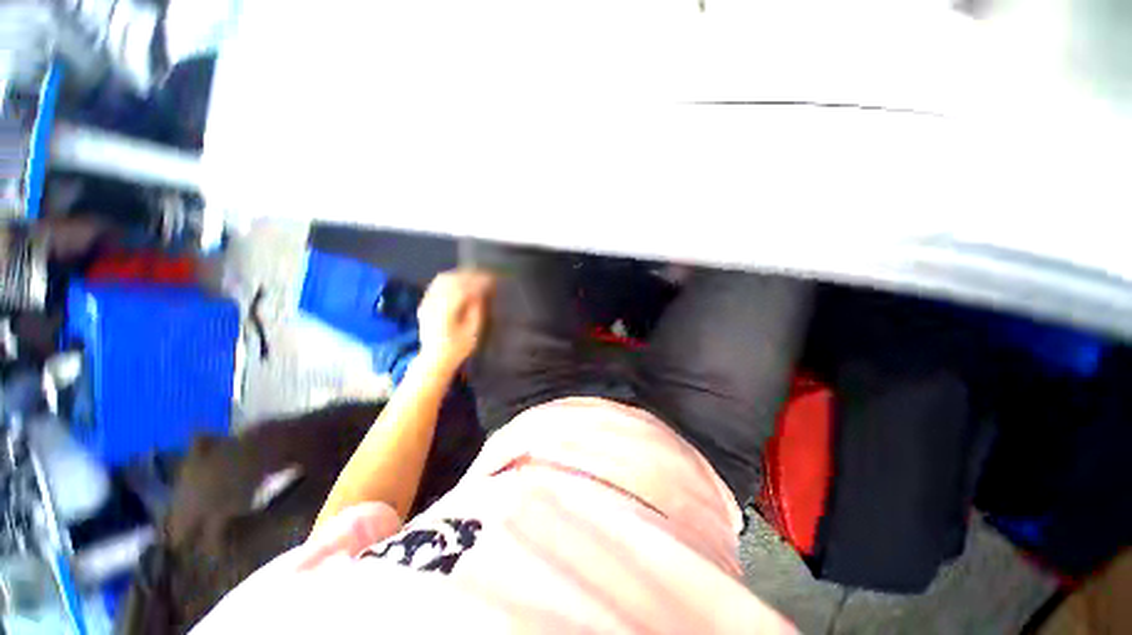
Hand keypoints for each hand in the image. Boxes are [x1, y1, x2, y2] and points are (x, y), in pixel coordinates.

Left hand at [416, 270, 494, 371]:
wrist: (434, 358)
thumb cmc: (457, 348)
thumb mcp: (472, 332)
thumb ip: (476, 311)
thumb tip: (480, 293)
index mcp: (445, 313)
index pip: (463, 289)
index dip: (477, 282)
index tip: (491, 279)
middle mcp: (433, 304)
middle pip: (451, 281)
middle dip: (469, 276)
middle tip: (485, 275)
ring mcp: (426, 303)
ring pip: (442, 280)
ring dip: (459, 275)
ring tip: (475, 275)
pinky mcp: (425, 303)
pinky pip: (436, 285)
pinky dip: (450, 279)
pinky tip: (461, 280)